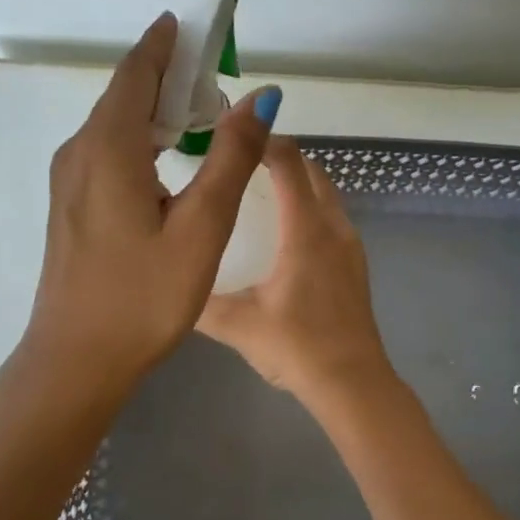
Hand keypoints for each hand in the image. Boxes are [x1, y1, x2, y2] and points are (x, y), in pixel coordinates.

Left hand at [22, 13, 279, 409]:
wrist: (75, 360)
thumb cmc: (142, 297)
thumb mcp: (200, 227)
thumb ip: (231, 158)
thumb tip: (261, 96)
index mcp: (108, 148)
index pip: (137, 72)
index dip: (165, 43)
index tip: (191, 21)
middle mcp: (80, 152)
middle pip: (125, 94)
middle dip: (167, 74)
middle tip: (215, 72)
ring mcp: (70, 179)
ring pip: (115, 123)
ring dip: (156, 108)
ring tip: (201, 111)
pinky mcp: (72, 204)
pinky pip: (108, 149)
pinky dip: (141, 137)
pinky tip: (168, 156)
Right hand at [197, 137, 396, 409]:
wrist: (353, 383)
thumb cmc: (296, 347)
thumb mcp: (237, 324)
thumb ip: (198, 300)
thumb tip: (164, 280)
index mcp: (305, 230)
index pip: (289, 165)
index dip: (264, 142)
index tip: (235, 135)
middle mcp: (332, 227)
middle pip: (312, 172)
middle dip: (281, 156)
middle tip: (242, 158)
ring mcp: (350, 245)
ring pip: (326, 194)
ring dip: (299, 180)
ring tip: (260, 186)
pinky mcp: (355, 264)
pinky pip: (332, 216)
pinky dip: (310, 205)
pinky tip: (285, 230)